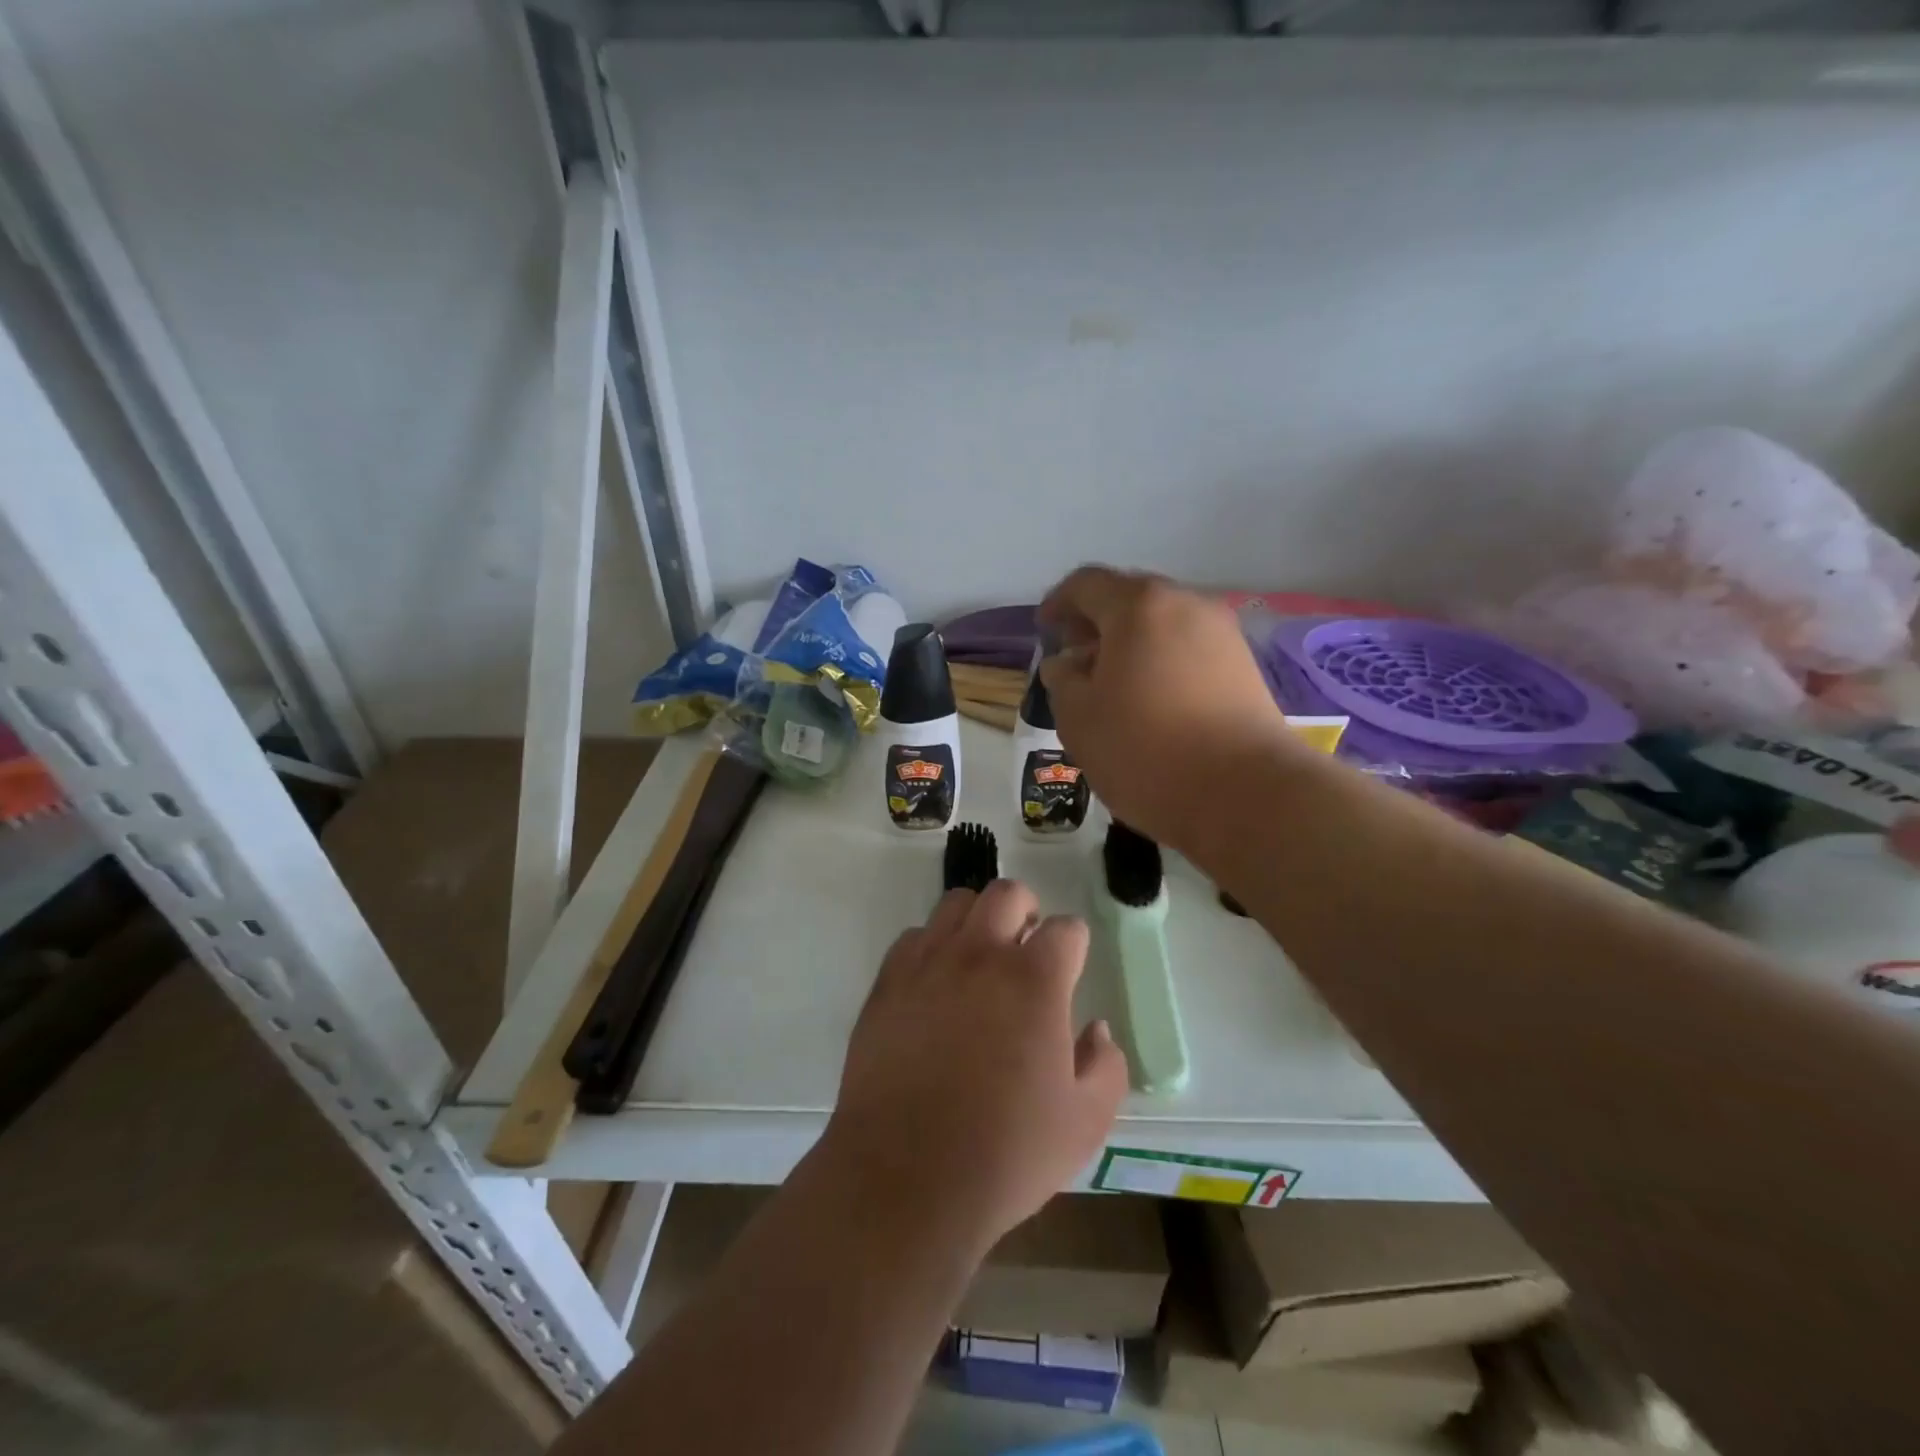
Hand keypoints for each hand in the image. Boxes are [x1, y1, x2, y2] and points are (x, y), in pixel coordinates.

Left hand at [824, 880, 1128, 1249]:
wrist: (904, 1178)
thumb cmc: (1005, 1154)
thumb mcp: (1084, 1123)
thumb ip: (1105, 1066)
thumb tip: (1097, 1030)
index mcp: (1034, 981)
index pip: (1066, 929)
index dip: (1074, 945)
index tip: (1070, 968)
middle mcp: (980, 955)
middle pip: (1007, 894)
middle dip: (1026, 911)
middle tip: (1026, 949)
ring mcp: (928, 964)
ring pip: (956, 904)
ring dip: (977, 920)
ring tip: (980, 958)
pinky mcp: (887, 983)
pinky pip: (914, 937)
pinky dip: (932, 947)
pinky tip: (936, 984)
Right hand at [1038, 565, 1294, 848]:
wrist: (1245, 794)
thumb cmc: (1145, 750)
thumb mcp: (1079, 718)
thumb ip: (1063, 680)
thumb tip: (1067, 664)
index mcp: (1139, 606)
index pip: (1087, 584)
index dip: (1059, 602)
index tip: (1045, 629)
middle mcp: (1186, 604)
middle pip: (1130, 598)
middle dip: (1097, 622)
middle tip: (1075, 658)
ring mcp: (1223, 634)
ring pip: (1163, 624)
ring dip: (1131, 644)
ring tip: (1111, 684)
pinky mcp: (1245, 666)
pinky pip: (1189, 649)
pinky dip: (1162, 661)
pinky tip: (1151, 700)